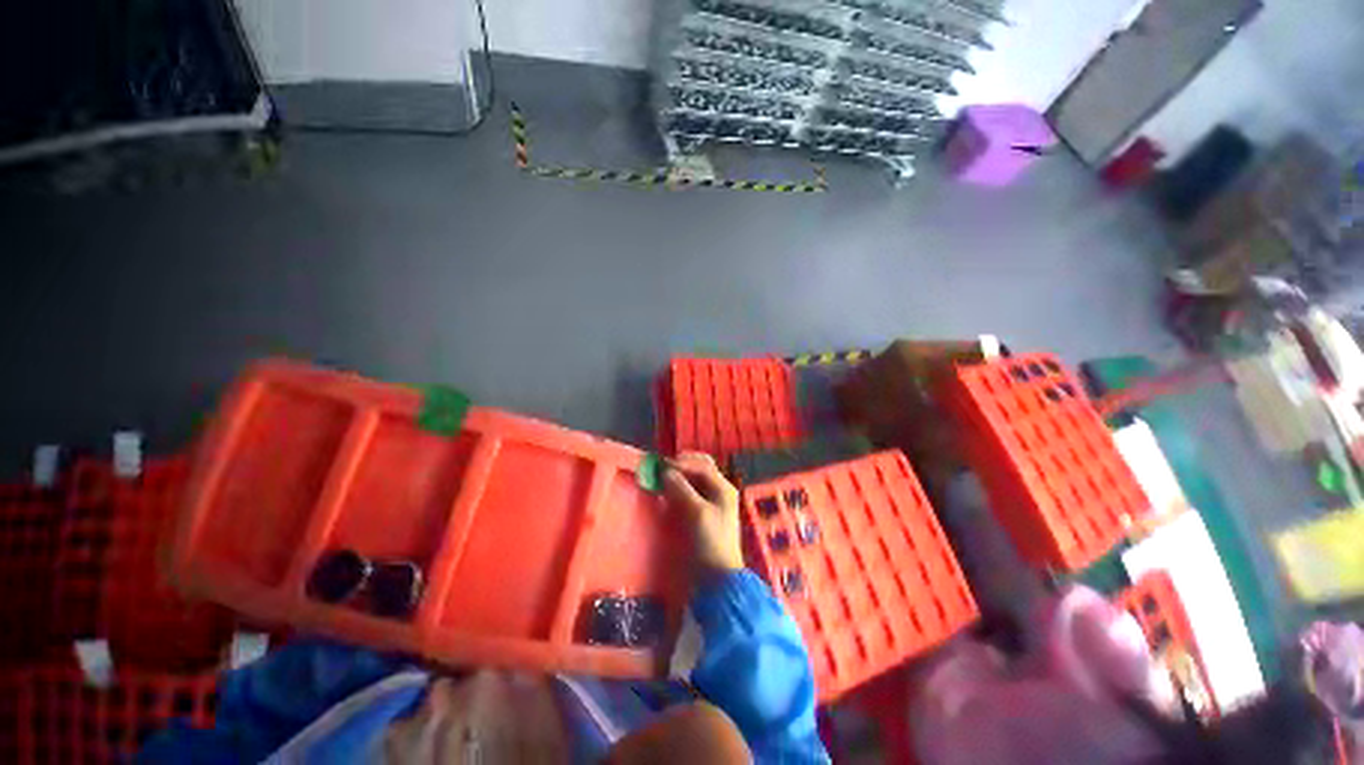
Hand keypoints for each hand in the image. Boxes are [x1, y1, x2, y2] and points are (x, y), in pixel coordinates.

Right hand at [662, 452, 744, 576]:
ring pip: (695, 479)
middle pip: (701, 468)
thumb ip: (681, 489)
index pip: (702, 466)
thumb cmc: (711, 541)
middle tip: (663, 467)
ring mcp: (712, 501)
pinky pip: (691, 492)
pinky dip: (680, 487)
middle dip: (682, 464)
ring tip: (663, 477)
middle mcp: (719, 490)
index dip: (682, 463)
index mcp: (723, 487)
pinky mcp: (703, 512)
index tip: (662, 466)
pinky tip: (668, 491)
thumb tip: (666, 472)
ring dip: (680, 474)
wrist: (719, 576)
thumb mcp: (697, 513)